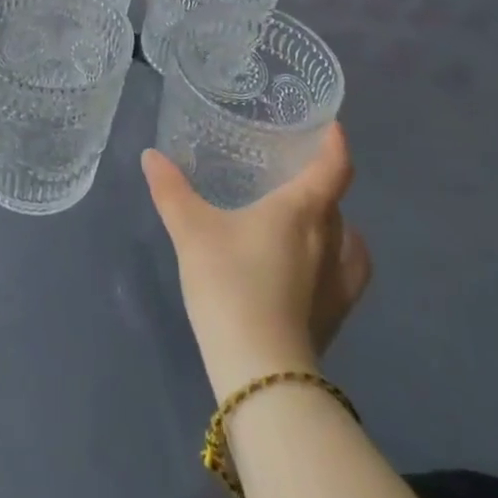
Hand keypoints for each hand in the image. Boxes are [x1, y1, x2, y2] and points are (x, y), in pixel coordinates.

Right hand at [143, 125, 370, 399]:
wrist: (260, 370)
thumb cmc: (230, 283)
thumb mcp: (191, 230)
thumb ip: (171, 190)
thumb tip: (151, 155)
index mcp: (302, 210)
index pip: (334, 168)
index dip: (335, 144)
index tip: (331, 127)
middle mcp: (329, 240)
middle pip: (335, 202)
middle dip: (320, 183)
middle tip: (291, 171)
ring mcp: (337, 282)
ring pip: (346, 239)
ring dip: (333, 224)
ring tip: (307, 218)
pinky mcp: (335, 317)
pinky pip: (346, 274)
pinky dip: (338, 261)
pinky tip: (314, 267)